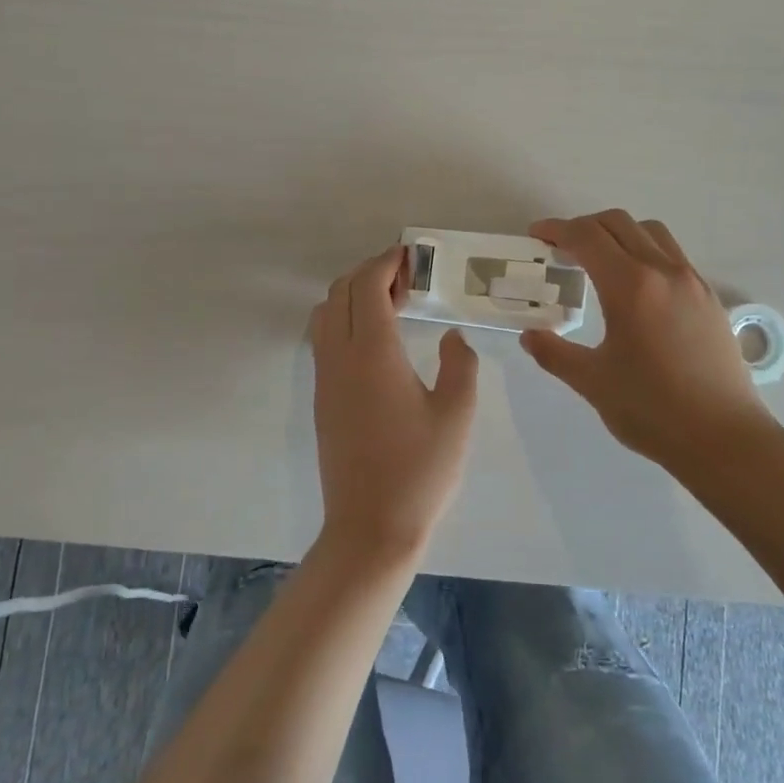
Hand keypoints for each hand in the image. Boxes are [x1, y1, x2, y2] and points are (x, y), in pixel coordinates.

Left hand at [311, 246, 479, 561]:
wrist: (371, 527)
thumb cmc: (420, 471)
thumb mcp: (457, 414)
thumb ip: (460, 364)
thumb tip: (451, 336)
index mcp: (373, 354)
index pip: (368, 287)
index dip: (386, 263)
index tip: (410, 255)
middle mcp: (340, 357)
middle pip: (342, 292)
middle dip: (370, 273)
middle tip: (408, 278)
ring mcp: (325, 378)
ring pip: (326, 314)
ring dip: (353, 295)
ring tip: (391, 304)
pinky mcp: (322, 398)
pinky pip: (324, 338)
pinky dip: (344, 318)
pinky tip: (376, 339)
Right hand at [521, 211, 776, 470]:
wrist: (724, 438)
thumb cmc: (652, 410)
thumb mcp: (592, 382)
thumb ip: (554, 354)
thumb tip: (530, 336)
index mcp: (631, 286)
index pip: (588, 237)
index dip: (557, 230)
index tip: (537, 235)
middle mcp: (664, 271)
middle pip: (619, 223)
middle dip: (584, 226)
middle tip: (561, 248)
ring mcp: (692, 282)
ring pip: (651, 233)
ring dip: (618, 234)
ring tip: (599, 260)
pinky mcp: (709, 299)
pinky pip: (672, 255)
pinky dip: (645, 252)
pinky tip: (635, 287)